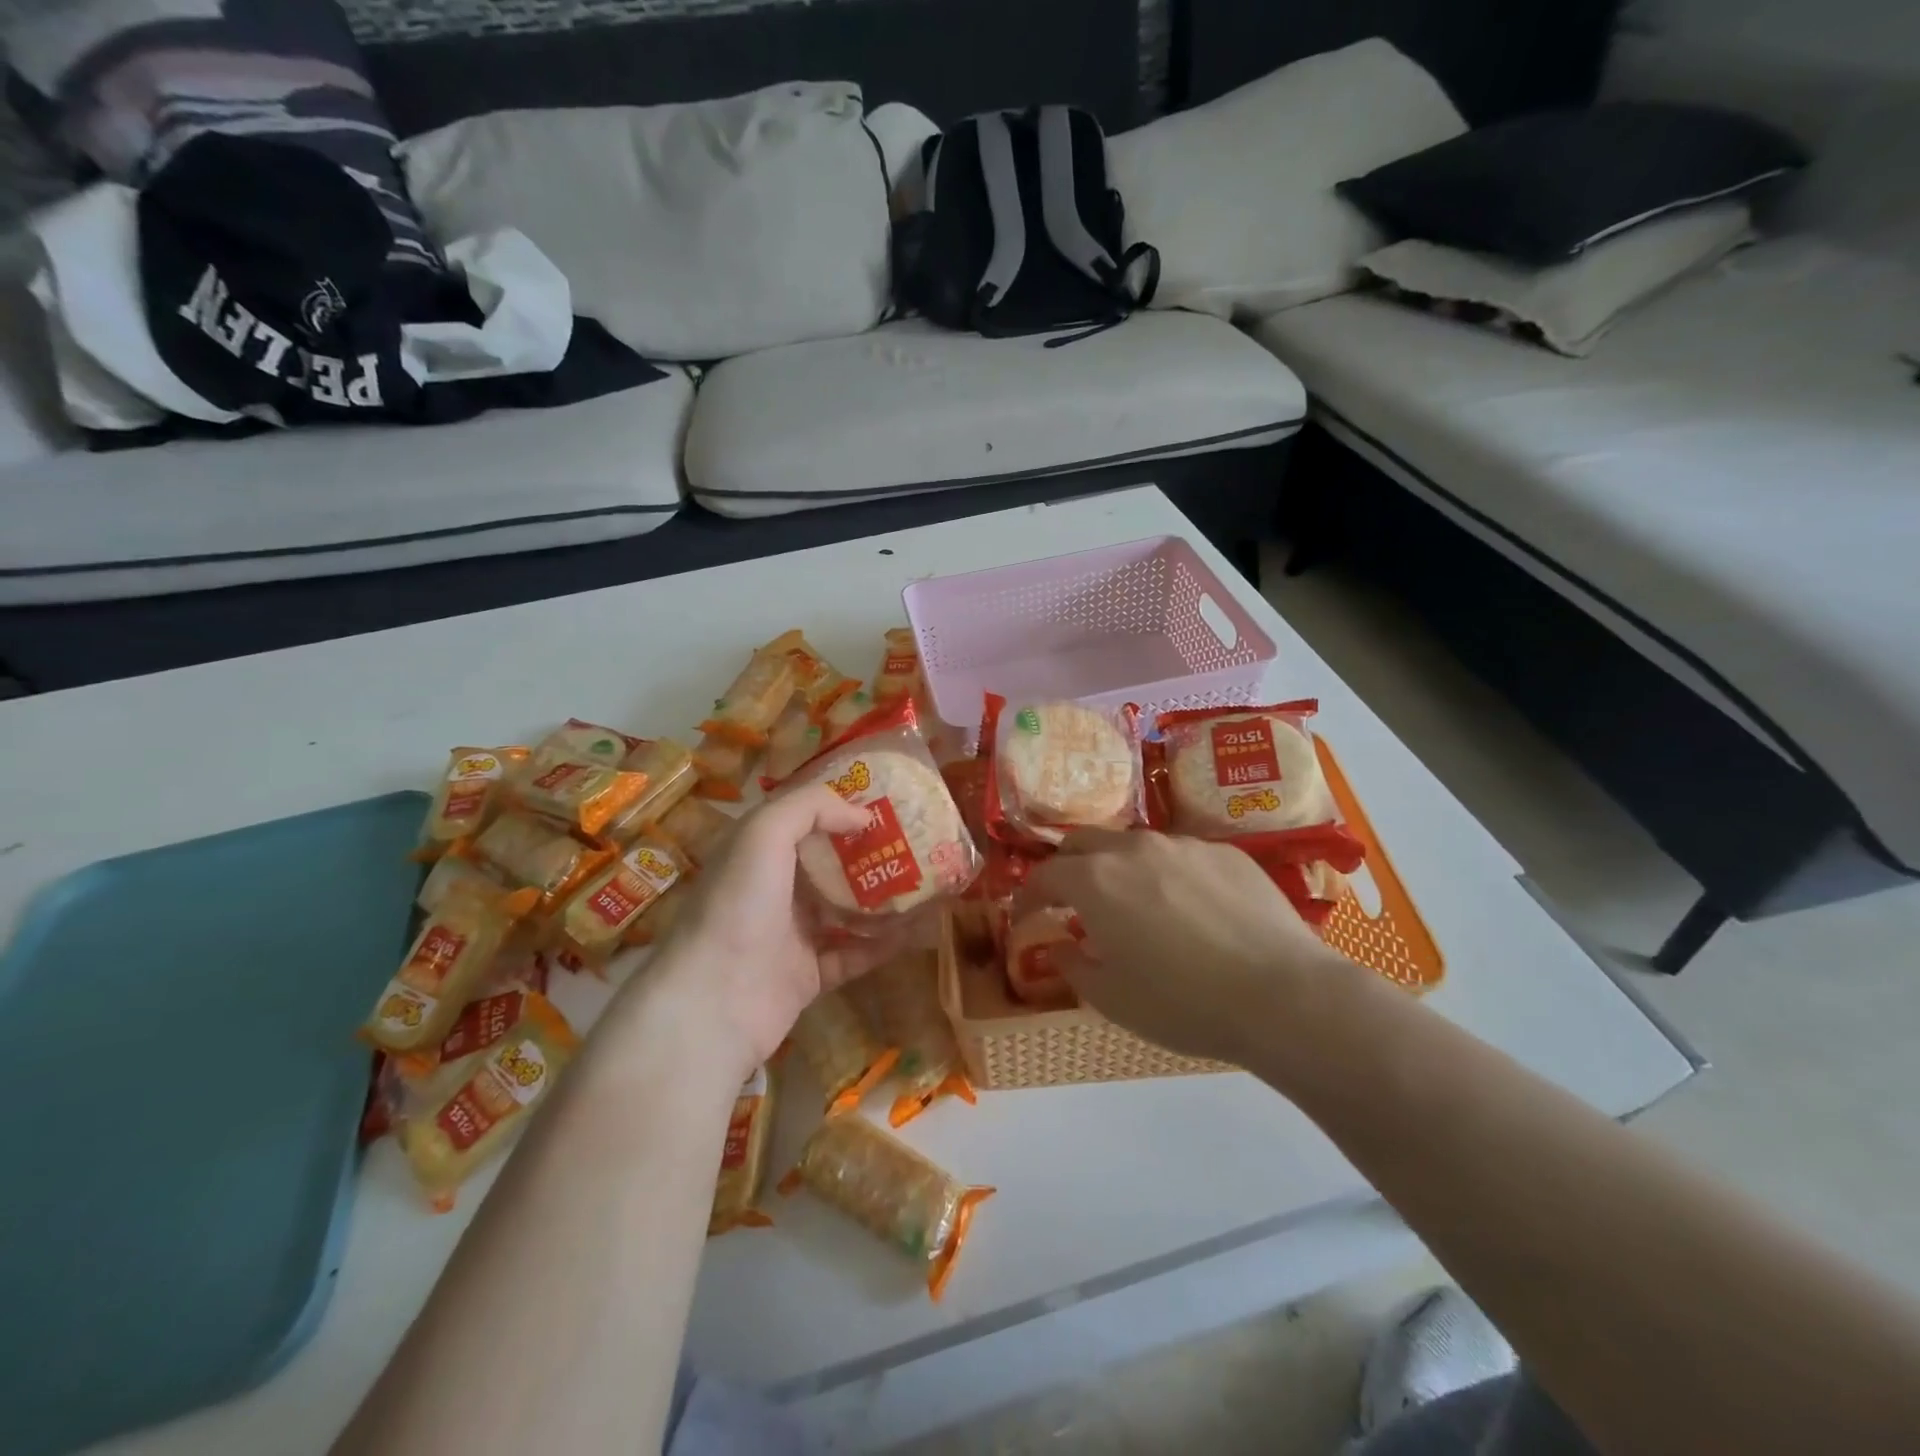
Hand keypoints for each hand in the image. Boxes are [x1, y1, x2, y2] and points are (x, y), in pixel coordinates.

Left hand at [637, 785, 908, 1079]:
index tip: (884, 801)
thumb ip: (810, 808)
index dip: (838, 807)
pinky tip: (917, 930)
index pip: (801, 819)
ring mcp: (791, 935)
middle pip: (828, 863)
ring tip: (925, 881)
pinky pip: (854, 954)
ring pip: (844, 909)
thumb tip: (861, 814)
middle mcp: (773, 890)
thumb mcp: (763, 834)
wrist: (714, 1002)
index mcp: (756, 852)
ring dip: (881, 898)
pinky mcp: (809, 975)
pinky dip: (883, 944)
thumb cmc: (738, 905)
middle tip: (915, 841)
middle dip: (868, 852)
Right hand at [1027, 830, 1358, 1066]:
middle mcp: (1134, 849)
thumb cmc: (1183, 1002)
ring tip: (1135, 906)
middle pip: (1083, 842)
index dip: (1028, 896)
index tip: (1026, 918)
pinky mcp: (1227, 852)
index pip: (1044, 875)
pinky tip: (1191, 910)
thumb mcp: (1112, 999)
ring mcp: (1184, 845)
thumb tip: (1059, 946)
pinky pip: (1182, 855)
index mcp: (1096, 880)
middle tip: (1072, 901)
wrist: (1282, 995)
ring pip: (1134, 845)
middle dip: (1067, 868)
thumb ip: (1073, 965)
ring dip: (1119, 869)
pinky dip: (1168, 875)